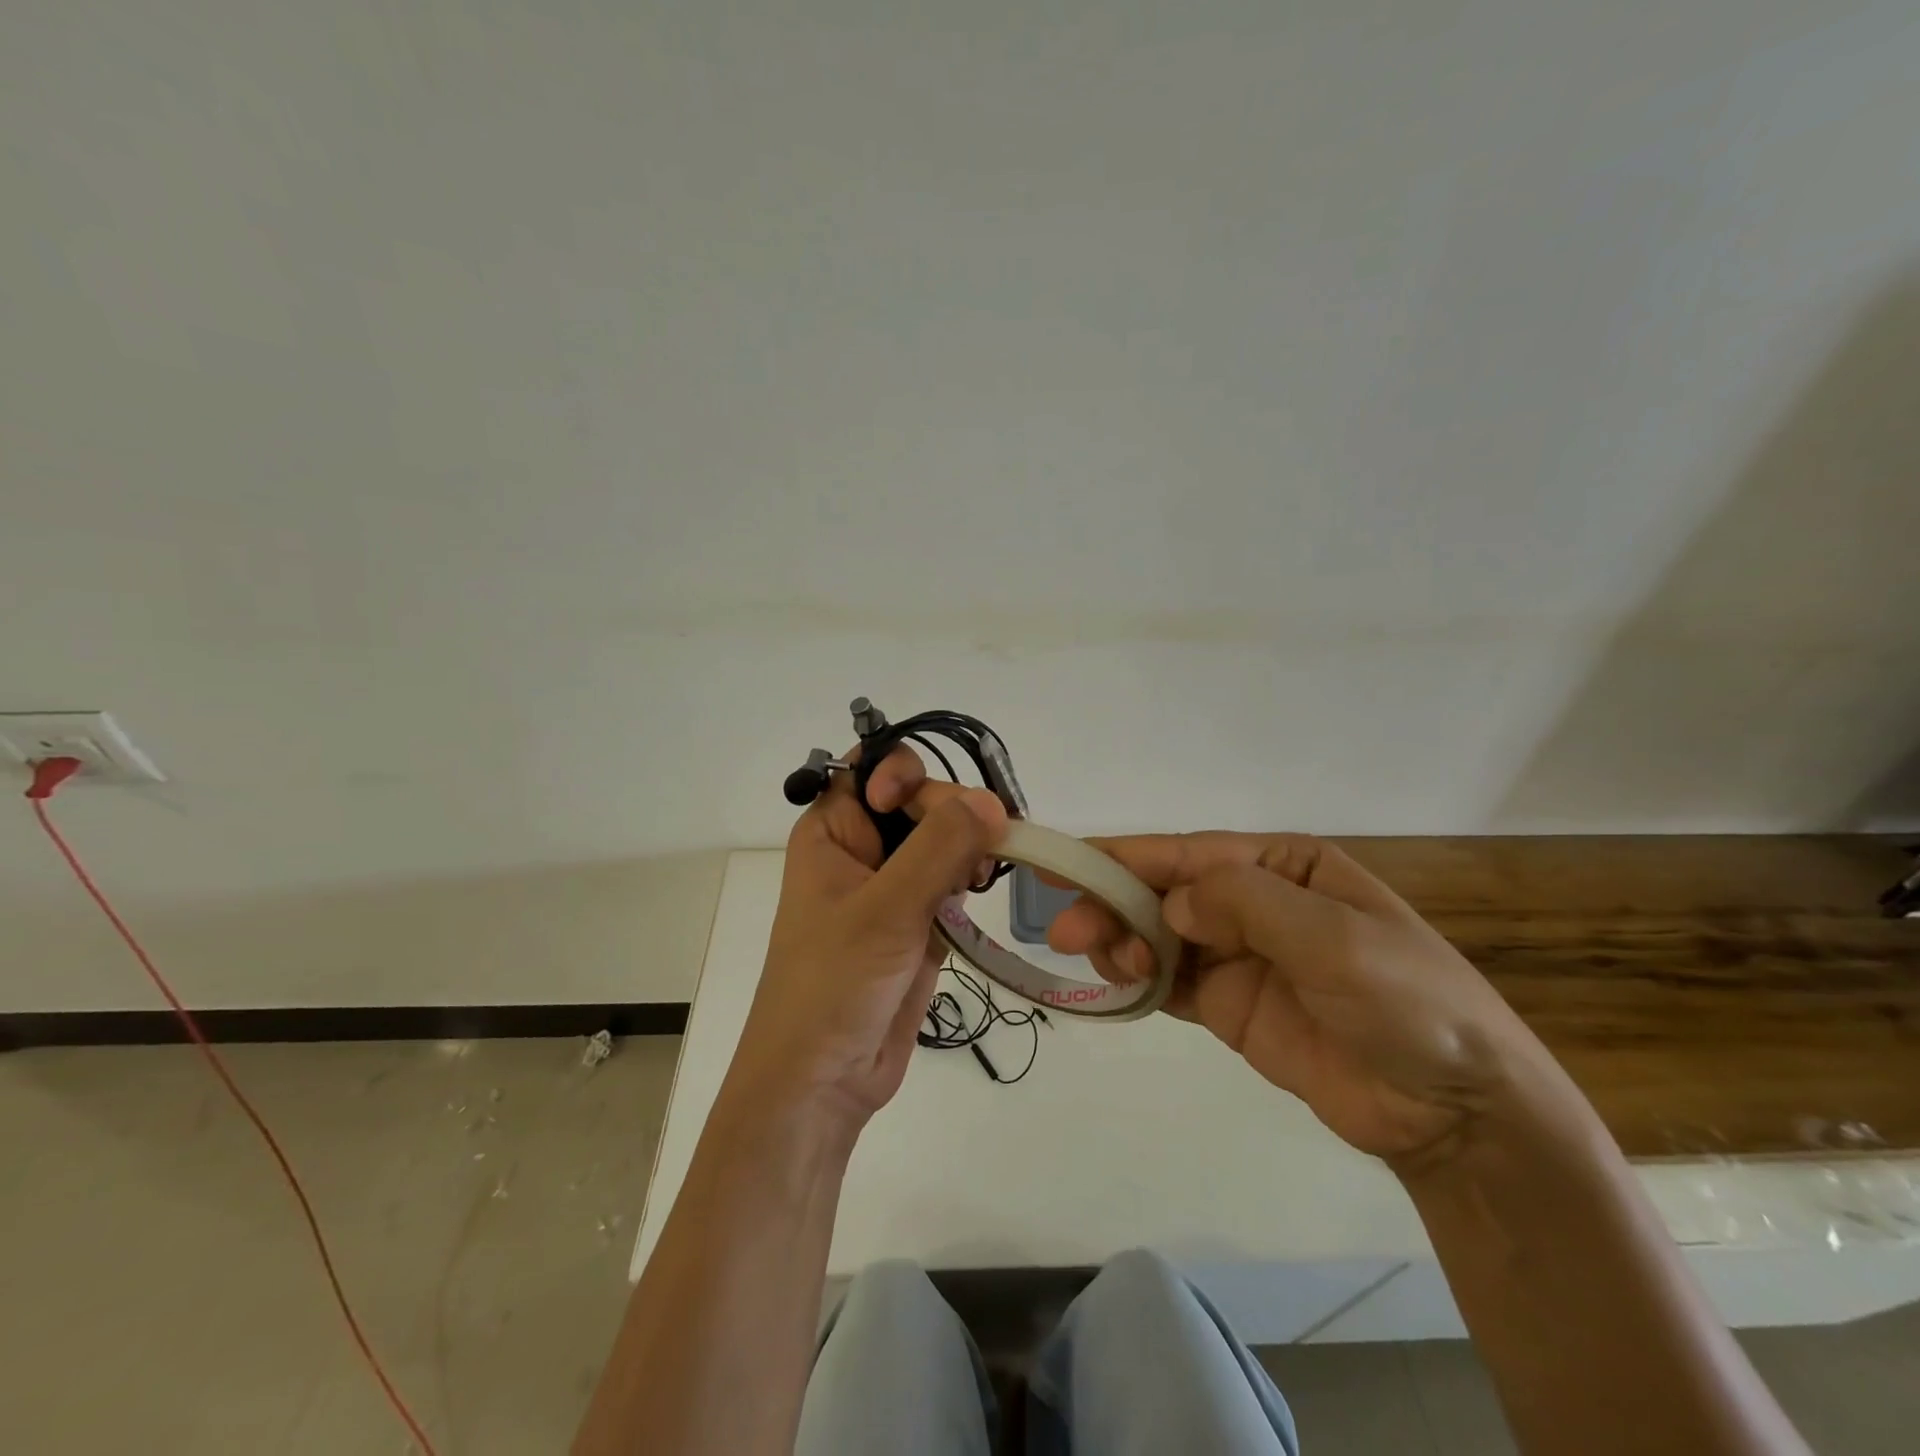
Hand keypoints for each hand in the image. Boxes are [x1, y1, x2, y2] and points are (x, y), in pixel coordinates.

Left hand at [726, 747, 1007, 1129]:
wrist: (824, 1081)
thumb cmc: (833, 985)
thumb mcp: (883, 909)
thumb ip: (938, 848)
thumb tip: (992, 801)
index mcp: (832, 831)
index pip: (873, 769)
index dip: (904, 774)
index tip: (929, 808)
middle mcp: (862, 849)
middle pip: (918, 799)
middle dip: (952, 812)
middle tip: (977, 849)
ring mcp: (894, 885)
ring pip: (942, 837)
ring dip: (968, 843)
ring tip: (982, 871)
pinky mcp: (920, 919)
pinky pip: (952, 877)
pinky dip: (971, 876)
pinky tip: (980, 887)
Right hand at [1048, 833, 1564, 1168]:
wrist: (1455, 1111)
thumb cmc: (1406, 1001)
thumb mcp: (1334, 936)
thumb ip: (1246, 903)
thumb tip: (1171, 903)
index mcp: (1284, 866)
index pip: (1190, 854)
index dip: (1126, 856)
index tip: (1068, 864)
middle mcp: (1255, 902)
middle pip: (1164, 892)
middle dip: (1114, 904)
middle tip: (1066, 931)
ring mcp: (1239, 956)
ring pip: (1157, 935)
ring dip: (1121, 941)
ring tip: (1105, 963)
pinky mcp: (1230, 1007)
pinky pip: (1169, 983)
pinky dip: (1135, 980)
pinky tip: (1114, 984)